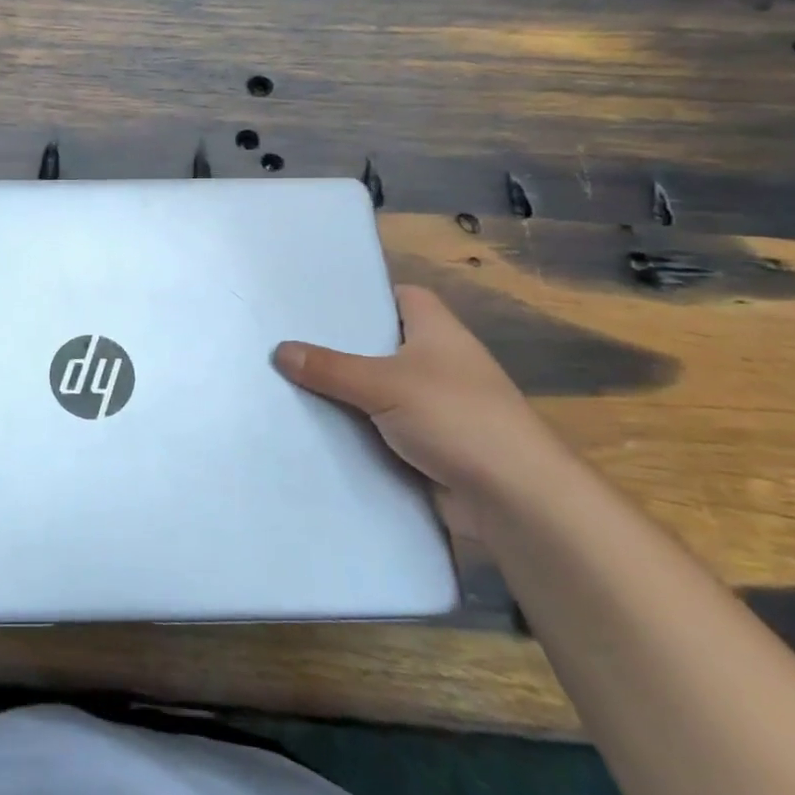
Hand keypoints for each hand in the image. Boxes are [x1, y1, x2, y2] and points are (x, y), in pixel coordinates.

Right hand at [273, 285, 570, 516]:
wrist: (515, 499)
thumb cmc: (456, 418)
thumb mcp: (384, 384)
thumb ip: (330, 367)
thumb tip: (279, 350)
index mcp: (436, 330)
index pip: (400, 296)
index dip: (364, 296)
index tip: (317, 301)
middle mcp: (437, 362)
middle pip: (380, 344)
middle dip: (339, 347)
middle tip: (285, 340)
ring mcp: (433, 406)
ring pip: (377, 390)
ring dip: (343, 393)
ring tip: (285, 382)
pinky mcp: (428, 445)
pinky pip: (380, 429)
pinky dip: (355, 430)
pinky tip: (313, 429)